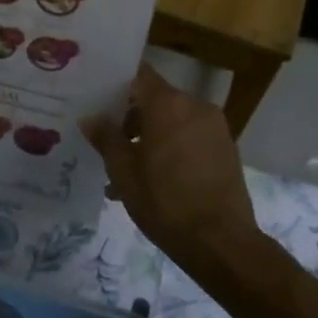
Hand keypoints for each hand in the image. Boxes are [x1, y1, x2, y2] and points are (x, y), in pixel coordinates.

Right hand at [82, 64, 259, 264]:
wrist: (221, 242)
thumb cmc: (165, 201)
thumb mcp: (123, 171)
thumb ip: (106, 137)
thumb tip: (91, 117)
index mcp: (168, 104)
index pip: (138, 75)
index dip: (116, 82)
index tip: (96, 95)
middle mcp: (195, 106)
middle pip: (156, 99)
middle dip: (131, 118)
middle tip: (107, 141)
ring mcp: (215, 127)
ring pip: (173, 121)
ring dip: (150, 137)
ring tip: (127, 171)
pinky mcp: (226, 149)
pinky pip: (190, 137)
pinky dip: (171, 149)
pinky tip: (154, 180)